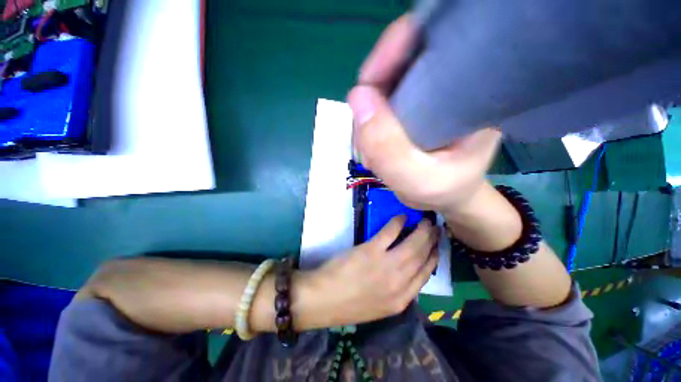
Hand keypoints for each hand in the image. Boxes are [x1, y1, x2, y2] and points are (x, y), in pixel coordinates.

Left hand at [302, 215, 438, 325]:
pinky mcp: (371, 251)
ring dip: (421, 230)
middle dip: (432, 240)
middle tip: (435, 228)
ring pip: (412, 244)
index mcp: (402, 300)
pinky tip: (402, 217)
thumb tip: (407, 270)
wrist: (324, 300)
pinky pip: (390, 233)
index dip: (434, 257)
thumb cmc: (349, 303)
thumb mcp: (380, 305)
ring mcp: (386, 266)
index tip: (436, 246)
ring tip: (426, 221)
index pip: (426, 274)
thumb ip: (396, 290)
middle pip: (423, 257)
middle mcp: (399, 283)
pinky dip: (398, 223)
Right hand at [348, 14, 501, 213]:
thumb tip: (357, 96)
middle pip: (397, 67)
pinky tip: (375, 143)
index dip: (388, 59)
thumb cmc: (444, 189)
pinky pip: (382, 104)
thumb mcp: (417, 179)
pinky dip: (371, 123)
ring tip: (373, 148)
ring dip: (370, 116)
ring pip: (385, 88)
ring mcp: (429, 94)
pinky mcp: (413, 107)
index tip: (366, 88)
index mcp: (468, 90)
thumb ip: (387, 147)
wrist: (449, 195)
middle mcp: (451, 82)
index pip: (424, 47)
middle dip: (373, 100)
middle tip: (368, 138)